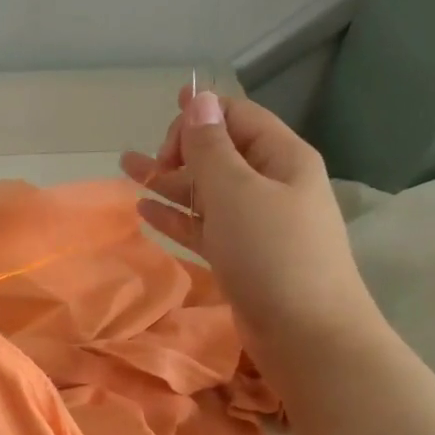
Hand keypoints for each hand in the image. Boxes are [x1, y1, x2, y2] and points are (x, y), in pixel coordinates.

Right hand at [121, 87, 376, 361]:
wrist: (307, 335)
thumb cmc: (272, 254)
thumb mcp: (236, 192)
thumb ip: (211, 147)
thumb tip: (199, 99)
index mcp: (283, 158)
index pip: (238, 118)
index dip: (200, 116)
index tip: (162, 135)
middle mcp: (272, 184)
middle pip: (221, 153)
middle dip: (181, 149)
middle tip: (145, 163)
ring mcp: (257, 224)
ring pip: (207, 191)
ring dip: (169, 181)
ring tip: (127, 170)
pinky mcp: (242, 257)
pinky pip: (204, 226)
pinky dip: (176, 217)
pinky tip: (145, 211)